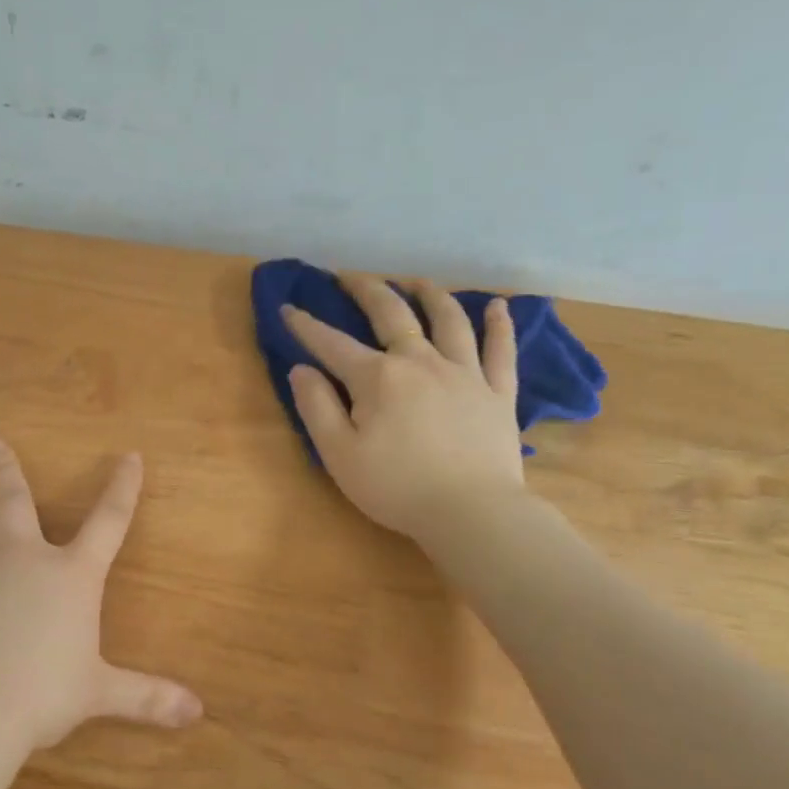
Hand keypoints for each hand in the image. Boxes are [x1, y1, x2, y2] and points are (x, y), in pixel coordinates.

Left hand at [0, 439, 203, 749]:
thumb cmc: (43, 696)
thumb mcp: (101, 694)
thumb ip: (148, 697)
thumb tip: (198, 713)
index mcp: (72, 576)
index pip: (108, 521)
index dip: (123, 487)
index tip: (130, 457)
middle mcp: (24, 559)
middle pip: (16, 501)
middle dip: (8, 469)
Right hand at [284, 274, 525, 544]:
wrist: (471, 512)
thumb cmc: (395, 487)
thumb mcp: (339, 454)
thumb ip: (316, 407)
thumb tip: (301, 369)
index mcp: (377, 377)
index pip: (332, 344)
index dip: (306, 326)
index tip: (288, 308)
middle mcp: (420, 361)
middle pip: (392, 314)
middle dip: (367, 290)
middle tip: (350, 276)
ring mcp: (464, 372)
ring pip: (448, 319)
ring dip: (429, 294)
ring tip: (416, 282)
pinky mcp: (497, 392)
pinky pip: (500, 349)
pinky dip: (499, 324)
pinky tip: (498, 305)